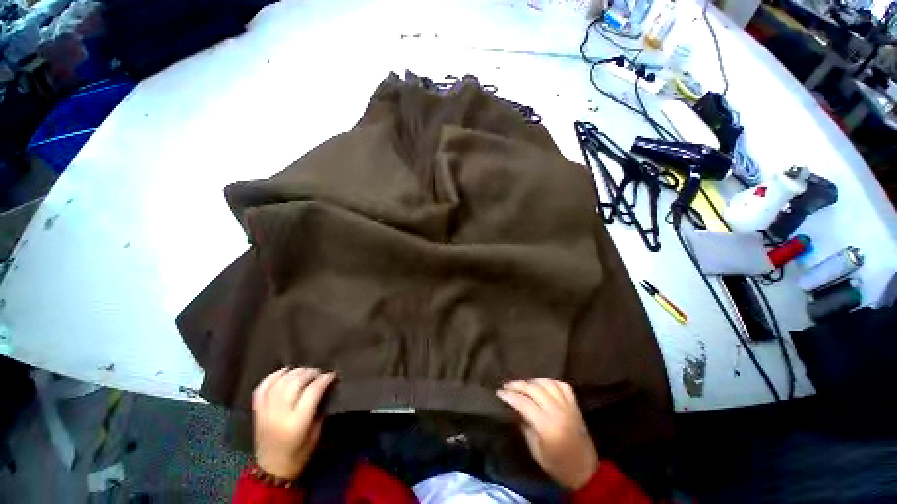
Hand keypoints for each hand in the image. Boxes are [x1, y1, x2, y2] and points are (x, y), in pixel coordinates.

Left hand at [252, 368, 336, 479]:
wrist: (271, 470)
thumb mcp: (315, 434)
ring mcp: (265, 413)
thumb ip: (318, 409)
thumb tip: (324, 388)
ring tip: (304, 371)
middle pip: (294, 383)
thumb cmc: (299, 454)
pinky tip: (283, 372)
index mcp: (297, 423)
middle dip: (309, 373)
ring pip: (279, 383)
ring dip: (293, 372)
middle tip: (318, 372)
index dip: (324, 379)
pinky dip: (273, 377)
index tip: (332, 374)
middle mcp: (279, 415)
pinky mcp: (257, 412)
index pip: (312, 391)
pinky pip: (261, 389)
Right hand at [496, 379, 598, 490]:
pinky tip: (542, 384)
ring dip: (532, 381)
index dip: (509, 395)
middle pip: (534, 389)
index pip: (524, 402)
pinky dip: (550, 381)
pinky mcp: (576, 405)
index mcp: (547, 426)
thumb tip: (516, 408)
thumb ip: (526, 426)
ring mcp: (568, 406)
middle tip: (506, 385)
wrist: (586, 472)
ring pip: (547, 383)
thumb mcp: (536, 451)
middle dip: (518, 384)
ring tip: (523, 384)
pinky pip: (562, 385)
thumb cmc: (557, 465)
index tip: (499, 392)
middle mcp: (558, 412)